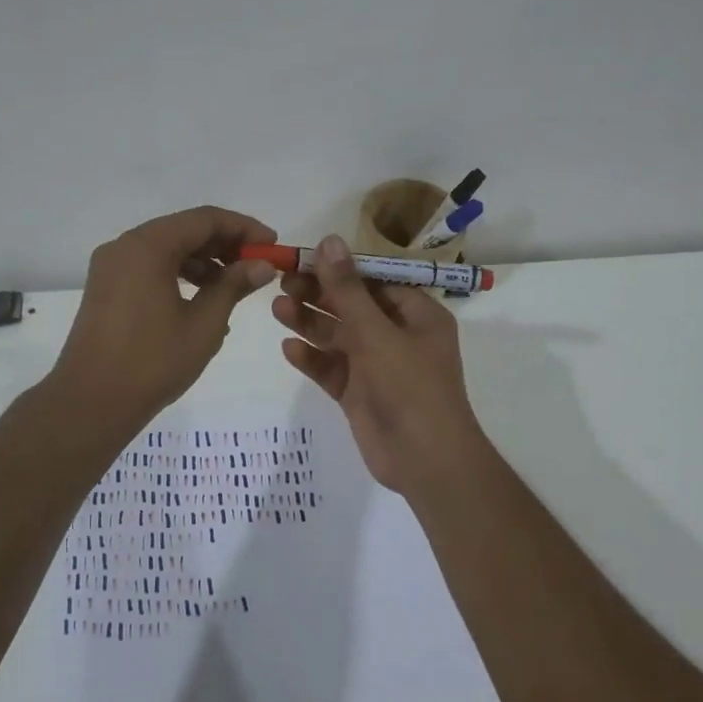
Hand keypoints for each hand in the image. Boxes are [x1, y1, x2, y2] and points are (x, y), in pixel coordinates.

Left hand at [51, 206, 277, 430]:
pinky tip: (203, 302)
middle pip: (184, 230)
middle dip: (224, 245)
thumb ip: (234, 285)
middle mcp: (125, 246)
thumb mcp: (204, 323)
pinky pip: (150, 268)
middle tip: (258, 267)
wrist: (91, 402)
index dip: (244, 228)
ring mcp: (111, 268)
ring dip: (203, 262)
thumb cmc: (153, 361)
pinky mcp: (106, 289)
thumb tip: (262, 265)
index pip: (205, 219)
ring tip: (234, 288)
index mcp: (147, 246)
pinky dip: (179, 276)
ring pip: (166, 250)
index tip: (272, 246)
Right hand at [271, 234, 487, 492]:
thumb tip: (329, 240)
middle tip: (282, 282)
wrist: (426, 461)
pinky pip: (332, 369)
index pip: (375, 280)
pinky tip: (289, 348)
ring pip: (338, 337)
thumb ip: (348, 290)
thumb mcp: (377, 333)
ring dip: (310, 323)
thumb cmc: (410, 387)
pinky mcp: (359, 393)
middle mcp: (397, 336)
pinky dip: (312, 358)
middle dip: (319, 295)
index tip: (304, 258)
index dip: (340, 268)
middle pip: (352, 306)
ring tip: (276, 309)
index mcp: (416, 315)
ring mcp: (377, 366)